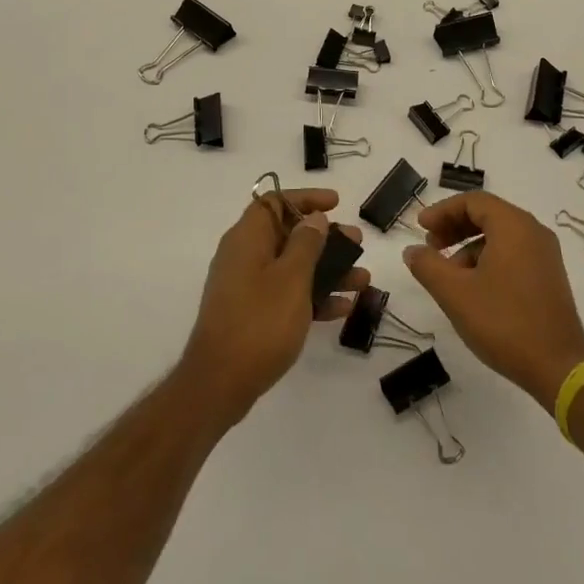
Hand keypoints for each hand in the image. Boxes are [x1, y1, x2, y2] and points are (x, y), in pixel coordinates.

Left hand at [180, 187, 368, 425]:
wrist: (220, 383)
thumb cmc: (259, 322)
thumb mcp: (291, 278)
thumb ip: (306, 243)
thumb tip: (314, 218)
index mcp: (247, 239)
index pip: (275, 202)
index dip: (306, 199)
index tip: (337, 204)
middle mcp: (245, 257)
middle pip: (288, 234)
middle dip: (326, 238)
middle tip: (357, 242)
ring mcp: (248, 287)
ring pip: (293, 267)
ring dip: (328, 270)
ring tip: (362, 279)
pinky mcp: (253, 314)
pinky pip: (288, 295)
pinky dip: (314, 297)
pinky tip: (344, 308)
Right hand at [402, 191, 583, 412]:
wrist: (557, 367)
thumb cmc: (503, 322)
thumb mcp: (455, 293)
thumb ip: (428, 266)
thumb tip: (412, 250)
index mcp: (514, 226)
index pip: (473, 201)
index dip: (443, 211)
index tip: (420, 227)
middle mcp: (534, 232)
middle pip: (488, 215)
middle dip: (455, 227)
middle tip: (430, 246)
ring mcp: (545, 255)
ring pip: (500, 236)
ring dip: (469, 246)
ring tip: (447, 275)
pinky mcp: (548, 277)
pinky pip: (513, 254)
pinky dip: (488, 260)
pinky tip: (473, 288)